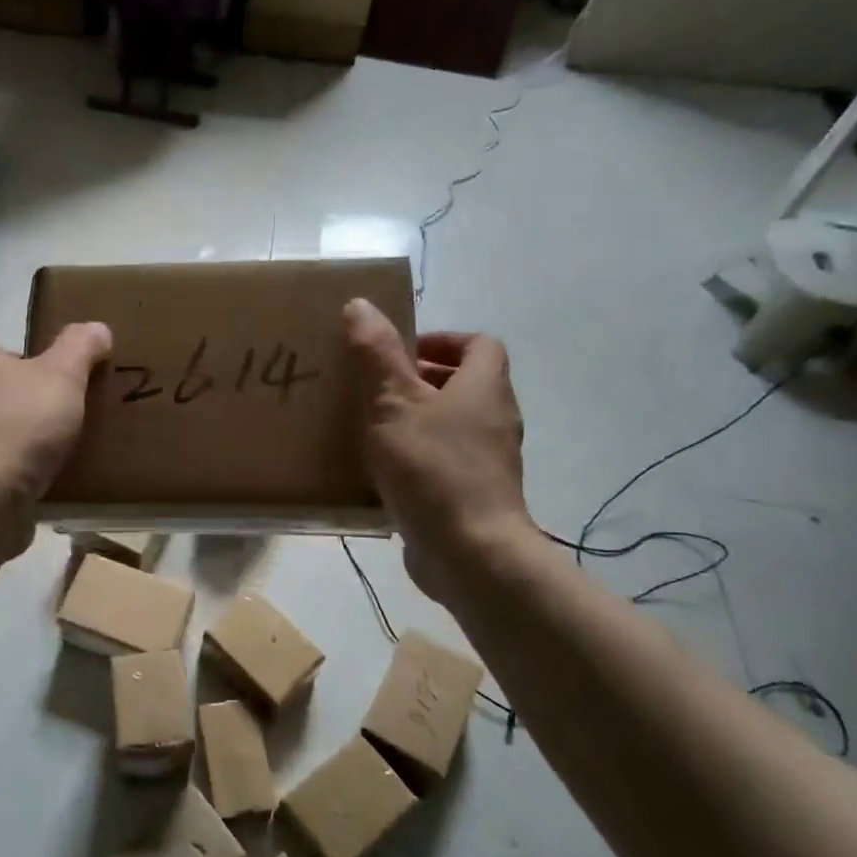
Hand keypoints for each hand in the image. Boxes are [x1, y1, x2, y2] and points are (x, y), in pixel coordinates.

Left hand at [0, 323, 112, 543]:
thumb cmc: (21, 424)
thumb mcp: (62, 375)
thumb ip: (80, 347)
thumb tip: (97, 329)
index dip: (16, 353)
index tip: (48, 367)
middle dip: (26, 396)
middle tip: (67, 405)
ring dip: (25, 435)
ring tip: (67, 444)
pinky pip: (2, 466)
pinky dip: (22, 469)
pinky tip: (52, 477)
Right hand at [344, 298, 533, 595]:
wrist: (469, 551)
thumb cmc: (432, 466)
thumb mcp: (394, 402)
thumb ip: (376, 354)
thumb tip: (360, 305)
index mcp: (485, 387)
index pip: (479, 344)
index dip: (443, 339)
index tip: (400, 351)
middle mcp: (496, 418)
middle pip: (466, 383)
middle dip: (422, 379)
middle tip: (376, 386)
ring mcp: (489, 460)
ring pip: (455, 423)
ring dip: (419, 417)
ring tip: (372, 425)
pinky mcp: (475, 493)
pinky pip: (447, 459)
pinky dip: (420, 454)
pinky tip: (384, 469)